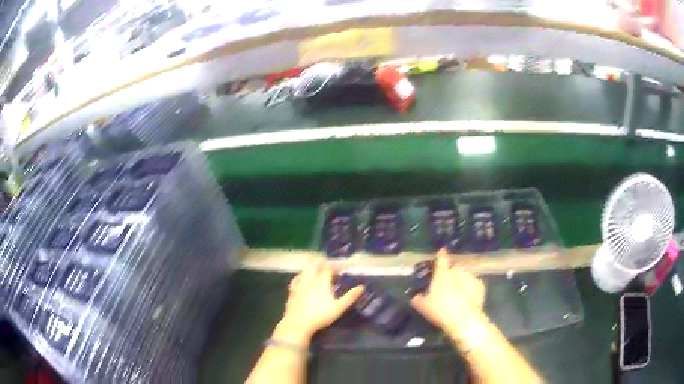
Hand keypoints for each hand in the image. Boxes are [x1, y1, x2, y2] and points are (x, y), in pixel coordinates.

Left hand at [276, 261, 363, 344]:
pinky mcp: (292, 290)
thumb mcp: (339, 308)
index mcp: (322, 282)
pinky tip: (301, 277)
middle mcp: (310, 279)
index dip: (333, 266)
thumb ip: (350, 297)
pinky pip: (296, 278)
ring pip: (304, 270)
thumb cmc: (320, 315)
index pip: (327, 268)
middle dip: (320, 262)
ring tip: (315, 267)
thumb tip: (362, 287)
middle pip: (314, 265)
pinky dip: (301, 275)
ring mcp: (299, 284)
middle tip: (326, 263)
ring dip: (310, 267)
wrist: (298, 323)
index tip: (338, 267)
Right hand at [410, 249, 485, 332]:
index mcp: (442, 274)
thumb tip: (415, 295)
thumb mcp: (423, 306)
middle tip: (447, 284)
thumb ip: (418, 299)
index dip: (440, 255)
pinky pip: (473, 284)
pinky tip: (467, 297)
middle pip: (453, 268)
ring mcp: (470, 277)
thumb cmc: (440, 310)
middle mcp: (457, 271)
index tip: (441, 251)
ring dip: (461, 281)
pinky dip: (470, 288)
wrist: (464, 319)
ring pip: (464, 275)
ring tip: (458, 293)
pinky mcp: (480, 286)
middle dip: (451, 273)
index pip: (441, 259)